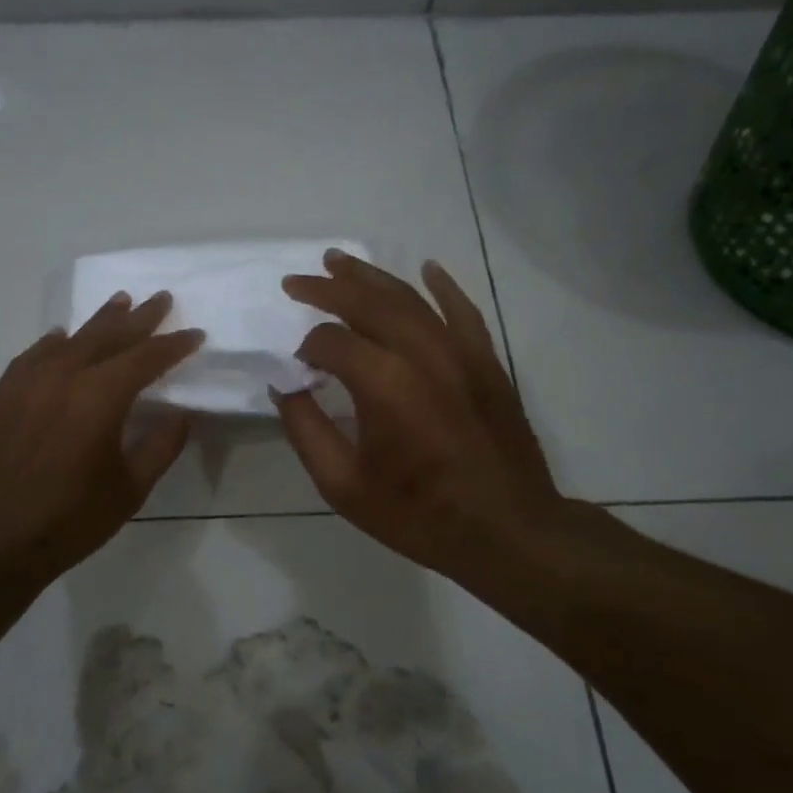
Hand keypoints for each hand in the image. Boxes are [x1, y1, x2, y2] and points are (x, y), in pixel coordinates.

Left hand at [0, 291, 203, 589]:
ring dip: (100, 321)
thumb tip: (181, 414)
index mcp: (100, 397)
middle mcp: (64, 377)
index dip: (174, 345)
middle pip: (109, 336)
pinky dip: (55, 342)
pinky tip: (62, 338)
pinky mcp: (3, 395)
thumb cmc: (69, 520)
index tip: (196, 335)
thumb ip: (160, 446)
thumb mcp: (130, 489)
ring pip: (72, 340)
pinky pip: (35, 355)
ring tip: (121, 302)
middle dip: (140, 318)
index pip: (146, 358)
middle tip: (162, 298)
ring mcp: (28, 382)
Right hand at [276, 250, 617, 592]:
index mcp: (383, 384)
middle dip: (327, 288)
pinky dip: (443, 286)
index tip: (297, 368)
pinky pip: (462, 310)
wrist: (508, 530)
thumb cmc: (419, 514)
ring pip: (410, 297)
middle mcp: (422, 353)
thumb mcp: (344, 486)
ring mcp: (460, 352)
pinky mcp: (487, 361)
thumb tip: (284, 388)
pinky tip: (427, 268)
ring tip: (339, 261)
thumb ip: (306, 431)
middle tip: (296, 281)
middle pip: (367, 302)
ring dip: (371, 276)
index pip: (331, 341)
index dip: (306, 349)